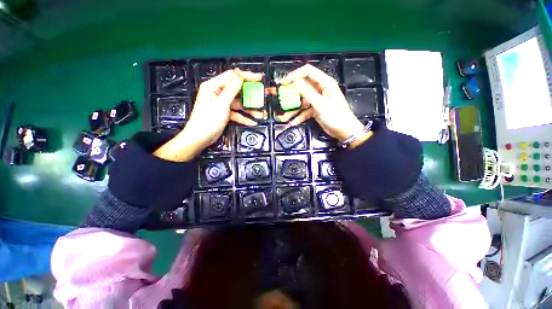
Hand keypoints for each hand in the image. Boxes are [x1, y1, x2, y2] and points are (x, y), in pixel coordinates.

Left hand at [154, 69, 262, 160]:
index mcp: (213, 86)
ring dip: (249, 109)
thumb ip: (232, 89)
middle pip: (237, 90)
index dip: (246, 76)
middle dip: (250, 94)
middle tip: (262, 96)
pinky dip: (244, 117)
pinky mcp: (225, 113)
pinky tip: (252, 122)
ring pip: (239, 103)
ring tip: (260, 113)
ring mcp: (222, 104)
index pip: (232, 77)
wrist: (200, 138)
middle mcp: (218, 93)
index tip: (259, 78)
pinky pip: (237, 113)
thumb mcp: (221, 104)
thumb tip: (240, 74)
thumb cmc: (208, 120)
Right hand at [278, 64, 370, 146]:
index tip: (283, 82)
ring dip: (293, 108)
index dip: (295, 75)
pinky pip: (304, 111)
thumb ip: (307, 92)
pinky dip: (299, 116)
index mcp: (324, 83)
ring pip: (302, 101)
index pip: (307, 72)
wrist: (344, 131)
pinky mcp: (315, 110)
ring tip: (283, 116)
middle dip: (291, 93)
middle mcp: (320, 89)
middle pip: (302, 87)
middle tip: (279, 97)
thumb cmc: (335, 116)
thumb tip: (295, 80)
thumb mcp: (320, 104)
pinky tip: (292, 122)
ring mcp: (317, 100)